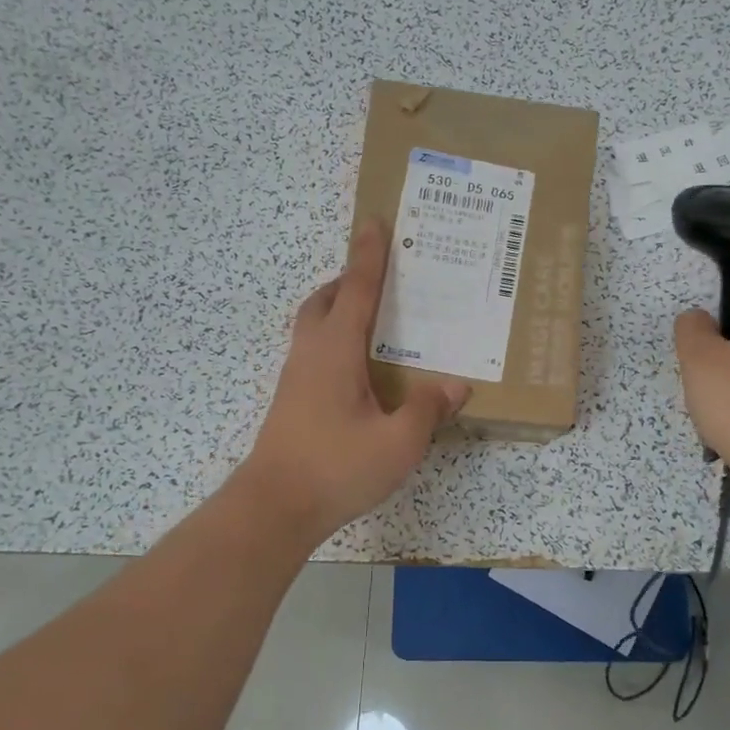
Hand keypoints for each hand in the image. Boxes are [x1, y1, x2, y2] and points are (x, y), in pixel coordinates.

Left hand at [238, 220, 469, 541]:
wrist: (273, 508)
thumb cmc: (336, 468)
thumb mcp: (397, 442)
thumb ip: (427, 408)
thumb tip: (456, 385)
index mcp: (336, 350)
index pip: (356, 289)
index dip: (368, 255)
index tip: (374, 222)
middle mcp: (311, 354)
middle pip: (323, 301)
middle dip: (347, 280)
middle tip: (378, 279)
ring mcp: (296, 378)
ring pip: (314, 327)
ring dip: (338, 310)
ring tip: (375, 323)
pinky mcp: (292, 402)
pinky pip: (315, 353)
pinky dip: (336, 342)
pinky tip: (360, 372)